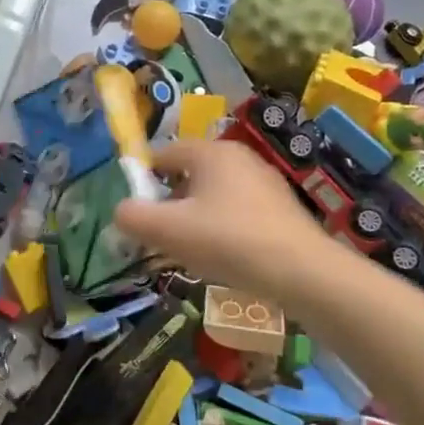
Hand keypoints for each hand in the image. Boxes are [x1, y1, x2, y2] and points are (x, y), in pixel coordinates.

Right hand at [113, 139, 334, 304]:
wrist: (303, 272)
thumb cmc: (228, 241)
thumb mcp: (169, 230)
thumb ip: (134, 217)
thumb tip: (121, 211)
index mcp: (211, 152)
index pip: (163, 154)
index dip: (144, 181)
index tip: (138, 212)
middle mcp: (239, 157)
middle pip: (189, 174)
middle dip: (171, 203)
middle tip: (162, 235)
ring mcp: (265, 181)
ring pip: (214, 194)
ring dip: (197, 218)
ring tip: (192, 251)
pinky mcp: (282, 208)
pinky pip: (239, 211)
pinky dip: (224, 228)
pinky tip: (226, 257)